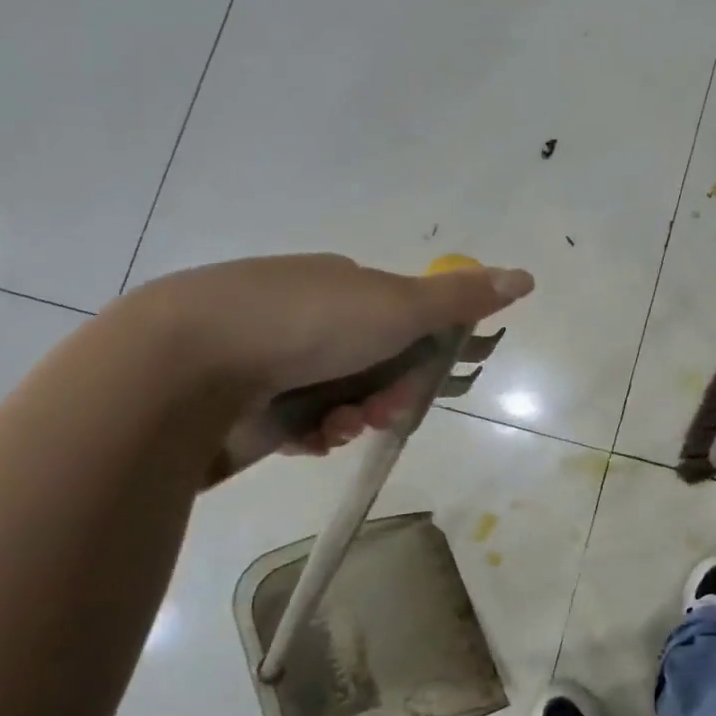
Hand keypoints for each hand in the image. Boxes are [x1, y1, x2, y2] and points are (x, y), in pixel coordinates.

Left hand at [122, 253, 532, 475]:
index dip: (426, 352)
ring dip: (352, 418)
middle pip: (376, 365)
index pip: (405, 320)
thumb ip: (462, 298)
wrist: (190, 361)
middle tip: (381, 409)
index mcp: (342, 283)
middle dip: (388, 393)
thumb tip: (526, 277)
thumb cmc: (307, 322)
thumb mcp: (398, 304)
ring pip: (341, 399)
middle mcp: (307, 315)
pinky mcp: (246, 400)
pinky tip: (305, 438)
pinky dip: (313, 434)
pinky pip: (301, 424)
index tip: (431, 379)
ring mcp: (273, 357)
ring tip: (335, 427)